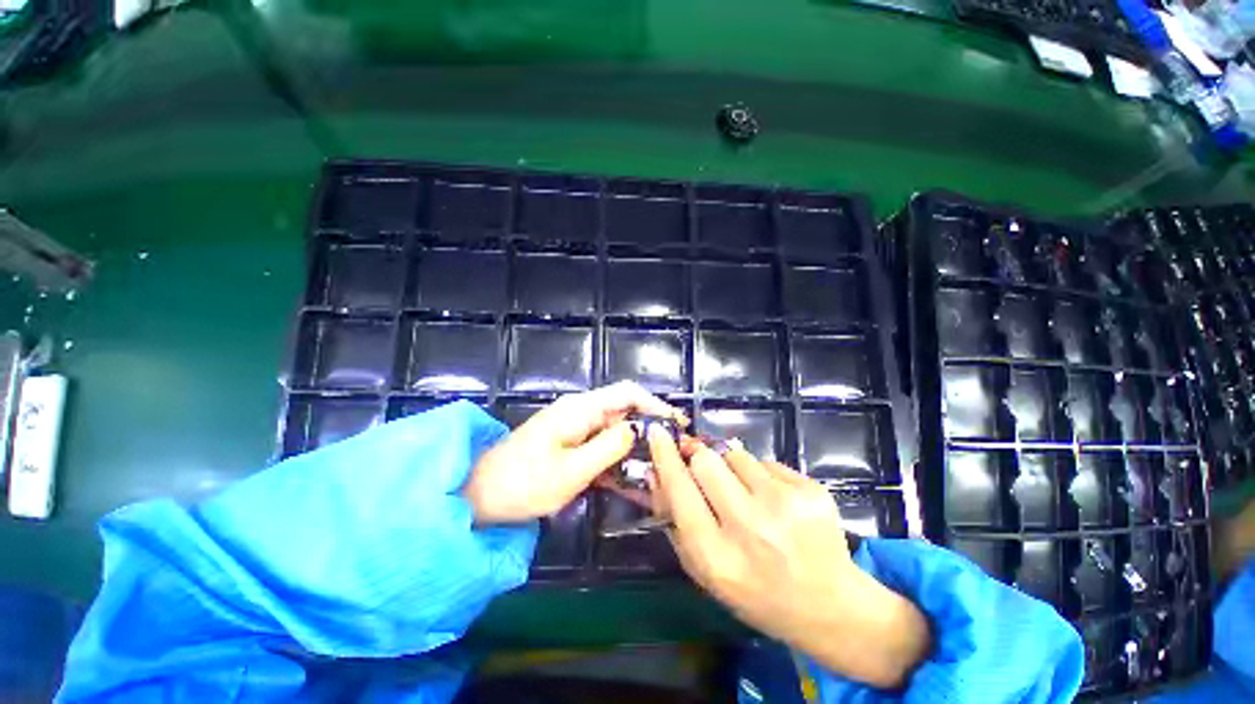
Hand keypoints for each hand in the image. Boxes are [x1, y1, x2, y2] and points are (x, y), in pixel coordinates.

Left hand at [464, 382, 684, 523]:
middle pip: (625, 411)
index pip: (627, 393)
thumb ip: (608, 448)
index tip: (677, 424)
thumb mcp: (571, 471)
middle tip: (675, 453)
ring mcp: (575, 428)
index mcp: (581, 409)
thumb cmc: (522, 484)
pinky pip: (602, 447)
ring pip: (616, 431)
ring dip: (637, 448)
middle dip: (651, 429)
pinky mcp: (571, 444)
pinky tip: (634, 480)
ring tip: (660, 469)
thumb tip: (637, 429)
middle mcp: (581, 412)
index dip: (655, 404)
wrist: (480, 496)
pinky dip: (619, 460)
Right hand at [648, 428, 930, 689]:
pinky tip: (775, 503)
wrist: (831, 607)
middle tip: (701, 465)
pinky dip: (760, 475)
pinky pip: (765, 462)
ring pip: (735, 454)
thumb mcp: (704, 570)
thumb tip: (656, 472)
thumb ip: (674, 521)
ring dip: (730, 466)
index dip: (665, 456)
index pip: (680, 490)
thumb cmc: (756, 593)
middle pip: (706, 460)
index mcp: (718, 556)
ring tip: (745, 493)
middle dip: (698, 457)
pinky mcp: (811, 490)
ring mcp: (786, 505)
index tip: (657, 432)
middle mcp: (750, 527)